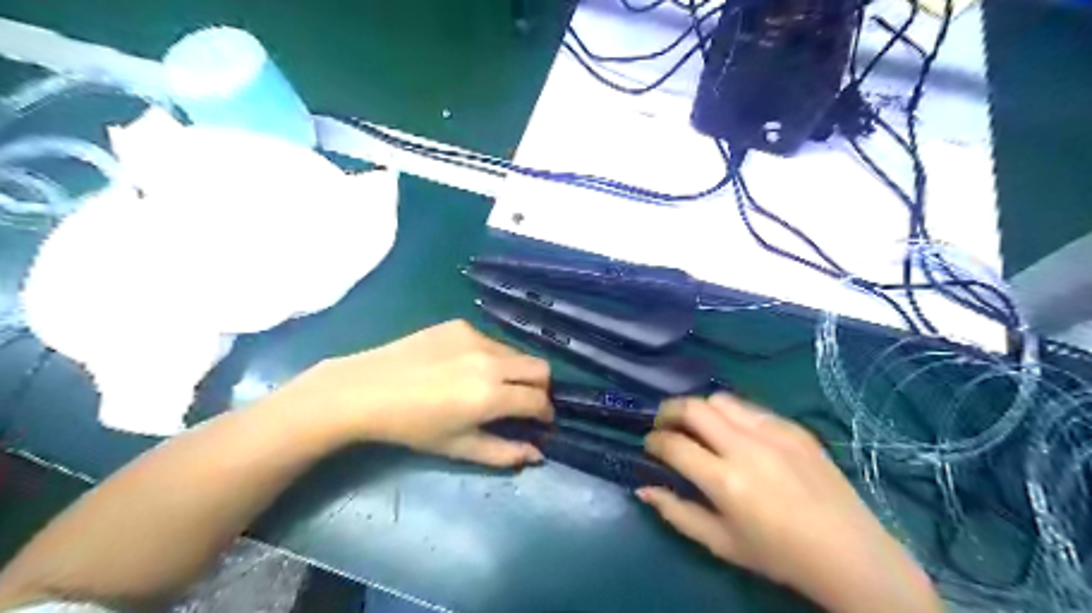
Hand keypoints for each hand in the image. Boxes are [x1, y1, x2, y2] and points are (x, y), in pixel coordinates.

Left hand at [280, 319, 554, 466]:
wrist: (367, 390)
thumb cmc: (412, 427)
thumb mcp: (458, 447)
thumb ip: (503, 453)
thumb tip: (538, 455)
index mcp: (491, 396)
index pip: (539, 400)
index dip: (545, 414)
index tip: (541, 422)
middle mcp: (491, 361)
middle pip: (541, 368)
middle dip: (541, 388)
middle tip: (524, 402)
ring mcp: (476, 338)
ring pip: (517, 353)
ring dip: (516, 371)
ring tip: (491, 386)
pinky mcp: (461, 325)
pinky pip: (491, 341)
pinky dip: (492, 357)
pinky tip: (465, 368)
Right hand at [643, 392, 942, 612]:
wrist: (849, 553)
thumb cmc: (779, 555)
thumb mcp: (721, 543)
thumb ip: (677, 513)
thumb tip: (643, 488)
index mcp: (725, 481)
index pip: (673, 444)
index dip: (654, 441)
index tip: (650, 445)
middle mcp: (746, 447)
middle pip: (693, 408)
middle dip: (668, 411)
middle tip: (663, 424)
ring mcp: (773, 433)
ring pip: (721, 399)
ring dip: (700, 408)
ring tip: (697, 424)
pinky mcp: (794, 428)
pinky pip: (751, 408)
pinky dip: (732, 415)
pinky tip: (736, 433)